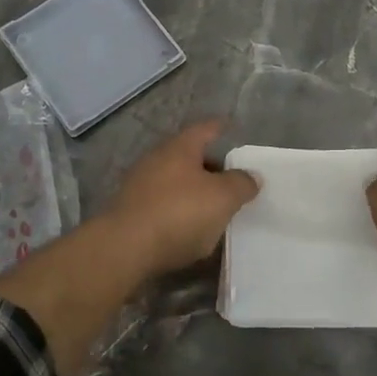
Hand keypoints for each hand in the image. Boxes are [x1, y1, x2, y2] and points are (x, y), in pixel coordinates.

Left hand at [99, 120, 259, 279]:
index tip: (231, 127)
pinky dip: (178, 210)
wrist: (124, 249)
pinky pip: (162, 204)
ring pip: (174, 181)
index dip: (220, 128)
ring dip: (193, 190)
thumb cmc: (179, 213)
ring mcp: (139, 185)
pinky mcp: (130, 212)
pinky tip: (189, 227)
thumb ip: (241, 184)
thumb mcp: (222, 198)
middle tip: (231, 179)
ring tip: (214, 206)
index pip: (205, 129)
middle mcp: (156, 159)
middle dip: (210, 165)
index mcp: (180, 148)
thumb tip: (252, 176)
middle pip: (188, 156)